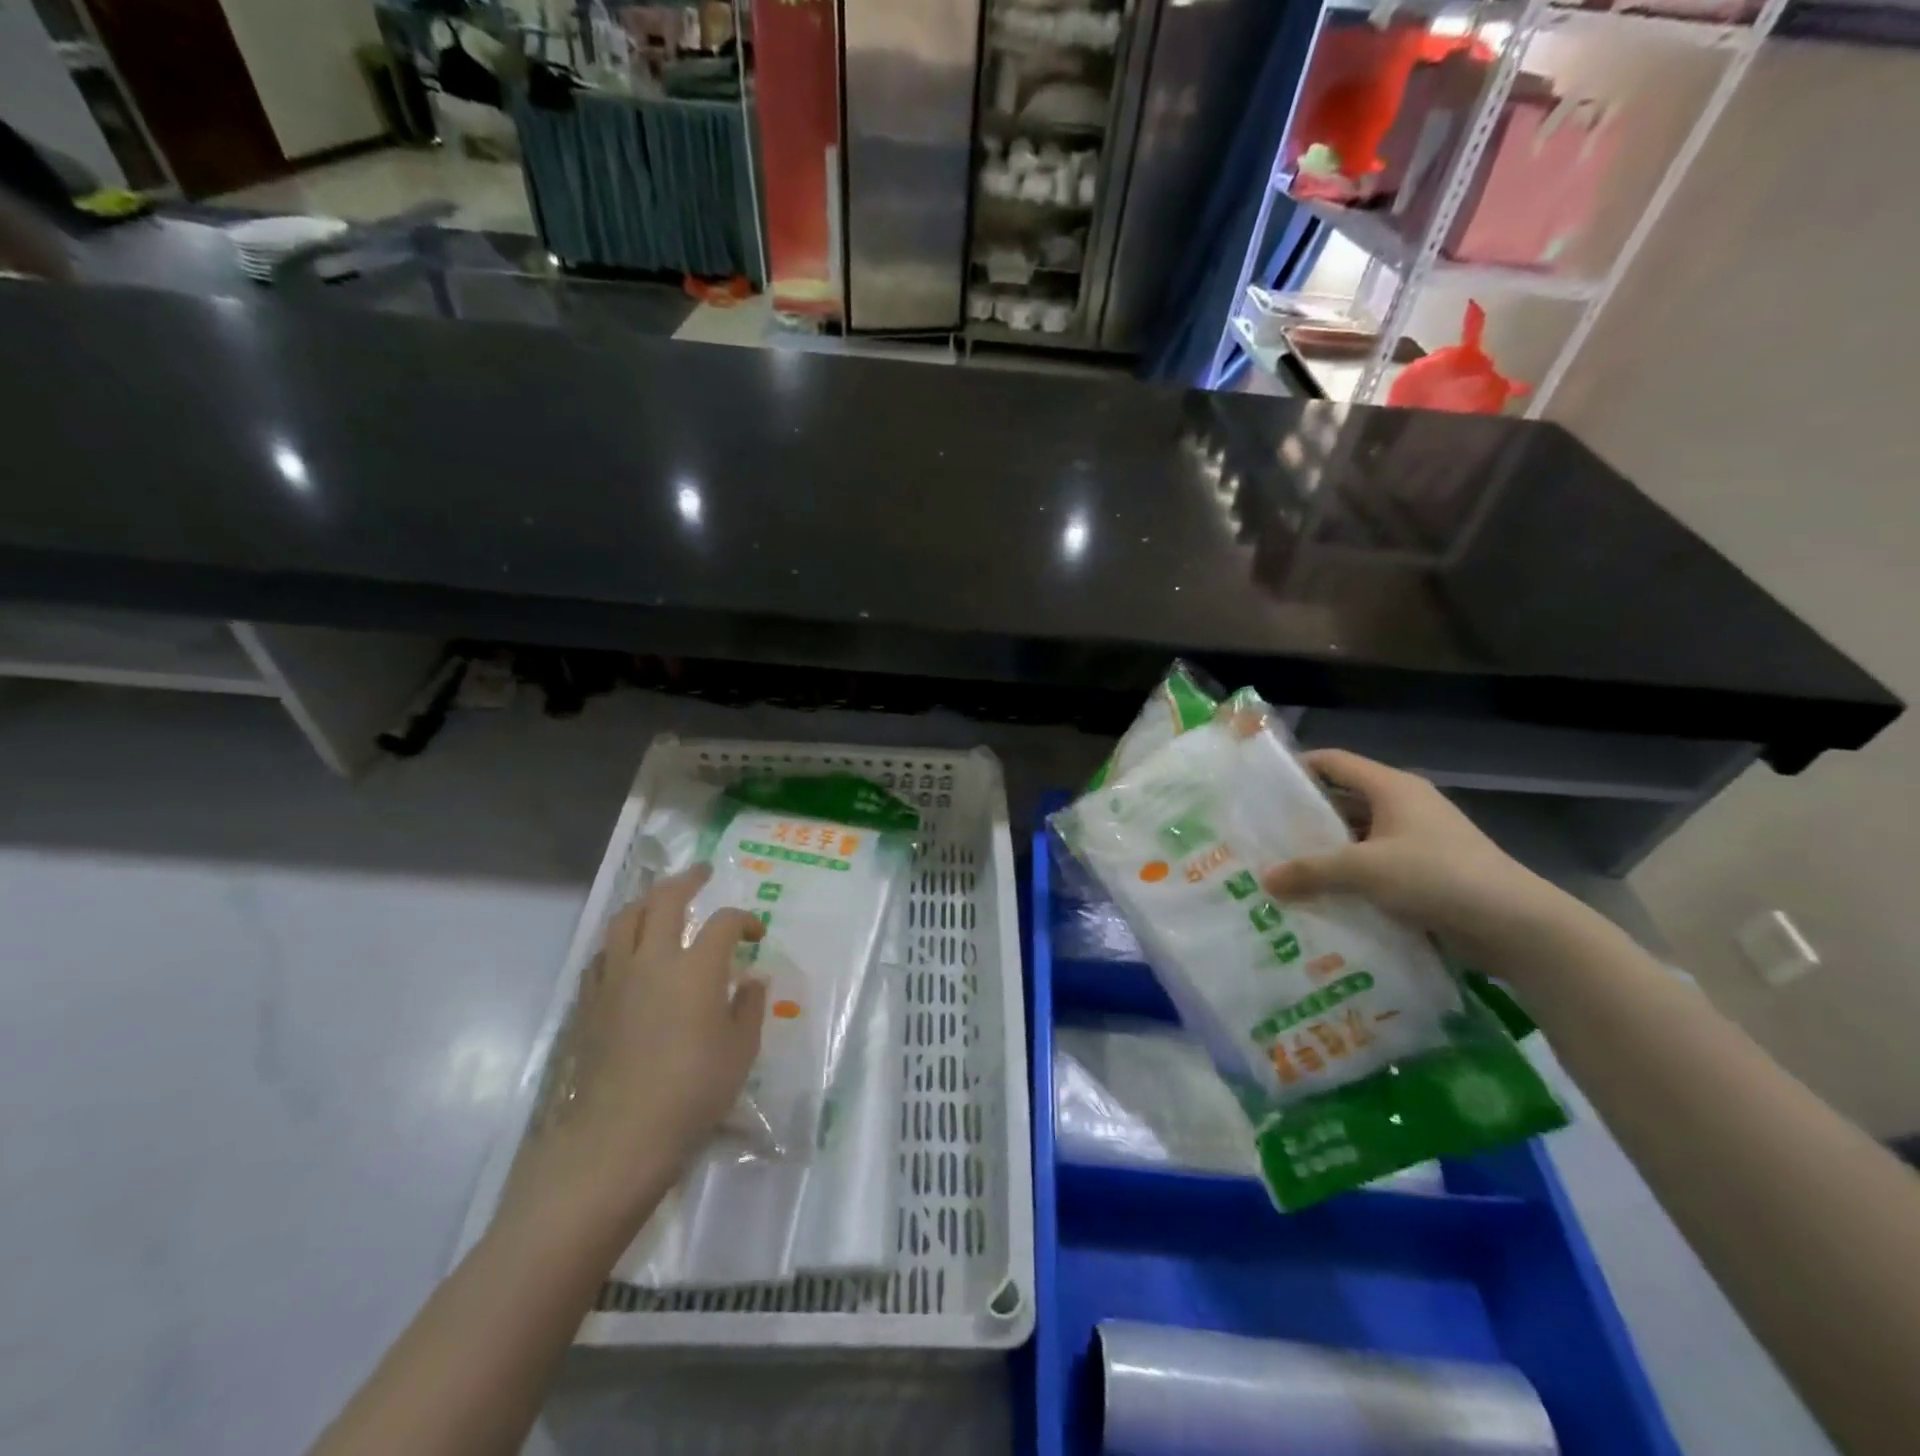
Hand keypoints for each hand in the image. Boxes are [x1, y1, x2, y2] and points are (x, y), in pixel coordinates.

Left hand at [507, 865, 766, 1225]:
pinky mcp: (590, 1001)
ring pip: (625, 918)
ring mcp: (616, 977)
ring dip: (647, 901)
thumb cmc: (693, 1092)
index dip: (744, 920)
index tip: (756, 933)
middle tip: (702, 873)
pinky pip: (604, 953)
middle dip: (687, 880)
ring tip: (661, 901)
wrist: (619, 1136)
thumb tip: (751, 981)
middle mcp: (654, 959)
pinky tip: (629, 953)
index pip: (724, 922)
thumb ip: (749, 1008)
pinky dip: (621, 940)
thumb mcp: (740, 1052)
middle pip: (666, 900)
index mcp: (697, 968)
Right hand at [1260, 749, 1580, 979]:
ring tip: (1284, 866)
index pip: (1334, 762)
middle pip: (1343, 799)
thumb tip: (1266, 880)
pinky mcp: (1426, 871)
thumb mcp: (1364, 869)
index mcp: (1391, 787)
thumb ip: (1311, 871)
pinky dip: (1349, 874)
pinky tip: (1321, 894)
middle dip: (1304, 816)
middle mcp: (1404, 805)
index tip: (1260, 786)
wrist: (1515, 924)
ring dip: (1326, 850)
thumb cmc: (1437, 876)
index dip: (1297, 768)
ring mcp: (1417, 839)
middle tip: (1263, 833)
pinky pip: (1374, 864)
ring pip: (1357, 836)